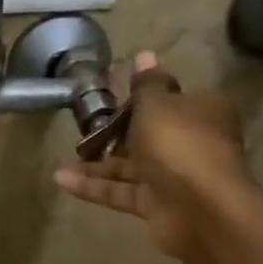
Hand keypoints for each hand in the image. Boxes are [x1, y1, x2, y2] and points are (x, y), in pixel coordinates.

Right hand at [53, 50, 253, 262]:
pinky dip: (93, 186)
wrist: (201, 208)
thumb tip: (144, 55)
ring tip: (62, 159)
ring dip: (96, 163)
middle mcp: (190, 142)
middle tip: (80, 128)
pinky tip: (61, 179)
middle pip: (147, 134)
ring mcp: (173, 177)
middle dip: (114, 133)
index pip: (170, 99)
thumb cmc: (180, 144)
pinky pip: (120, 191)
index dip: (140, 98)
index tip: (109, 97)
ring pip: (130, 166)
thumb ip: (146, 85)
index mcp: (201, 111)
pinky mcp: (155, 205)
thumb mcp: (158, 105)